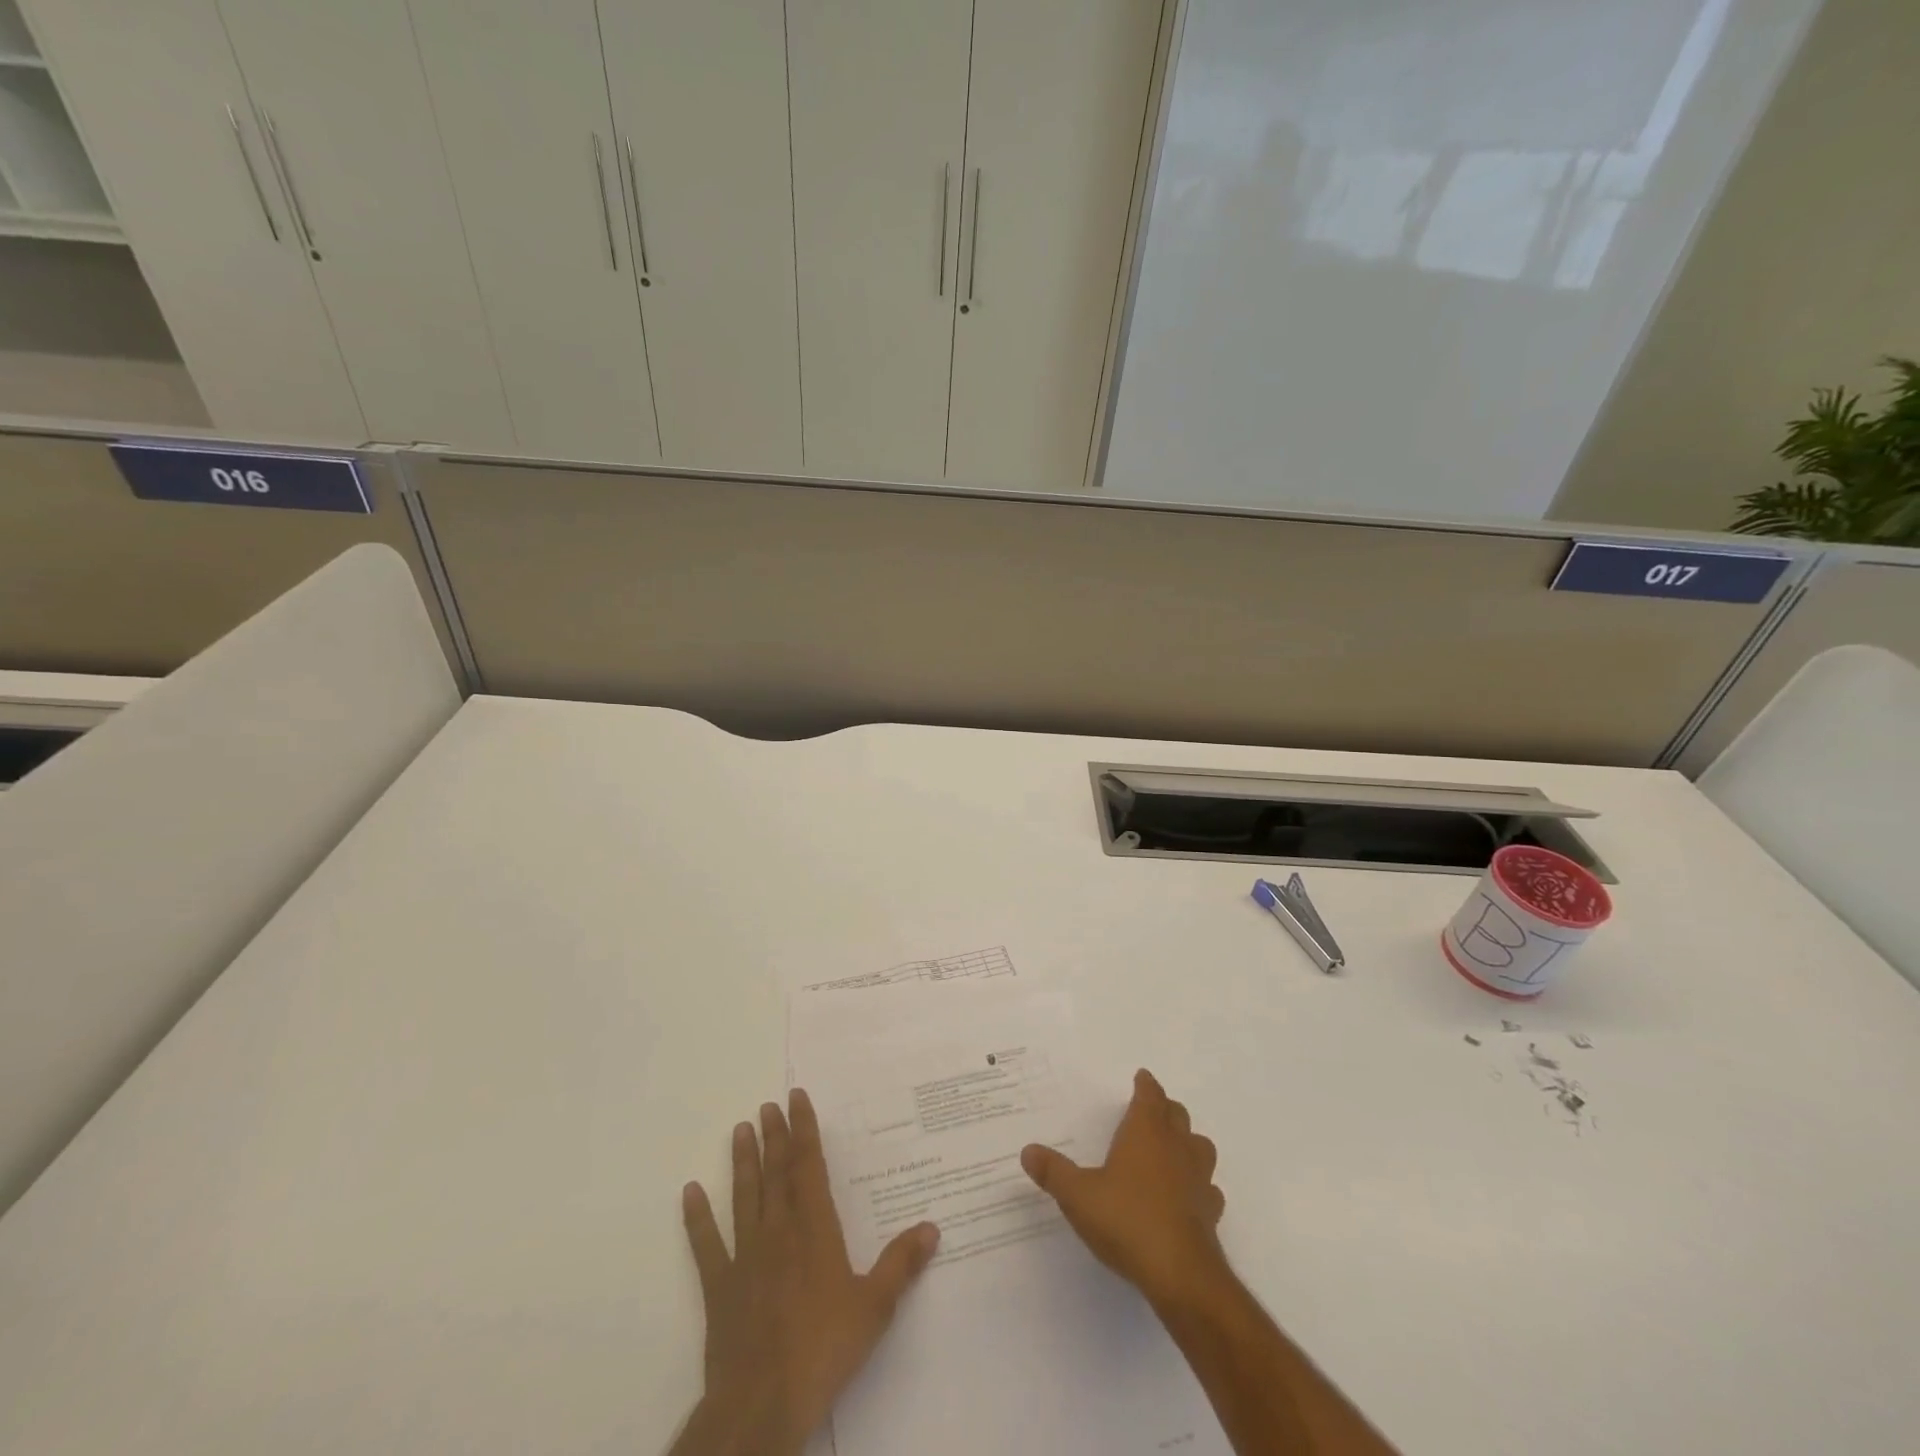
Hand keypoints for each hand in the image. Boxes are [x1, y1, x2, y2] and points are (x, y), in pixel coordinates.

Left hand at [674, 1089, 939, 1455]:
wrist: (762, 1403)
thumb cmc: (824, 1349)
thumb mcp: (875, 1307)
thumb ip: (901, 1264)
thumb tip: (932, 1227)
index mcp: (814, 1229)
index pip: (808, 1166)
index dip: (803, 1129)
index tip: (796, 1098)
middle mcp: (778, 1231)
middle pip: (775, 1173)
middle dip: (773, 1136)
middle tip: (767, 1105)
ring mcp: (744, 1257)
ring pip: (744, 1197)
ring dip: (742, 1162)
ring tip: (740, 1129)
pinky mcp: (719, 1287)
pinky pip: (706, 1245)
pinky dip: (697, 1217)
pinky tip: (690, 1192)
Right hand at [1021, 1068, 1227, 1310]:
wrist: (1180, 1274)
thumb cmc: (1126, 1220)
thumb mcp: (1078, 1195)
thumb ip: (1053, 1172)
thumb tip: (1027, 1151)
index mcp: (1146, 1132)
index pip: (1150, 1096)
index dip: (1146, 1085)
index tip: (1142, 1078)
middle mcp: (1176, 1147)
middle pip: (1177, 1115)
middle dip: (1165, 1109)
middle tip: (1151, 1111)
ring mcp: (1198, 1179)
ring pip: (1200, 1146)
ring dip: (1188, 1143)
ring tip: (1173, 1150)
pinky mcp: (1210, 1212)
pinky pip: (1209, 1188)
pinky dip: (1200, 1186)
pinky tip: (1188, 1196)